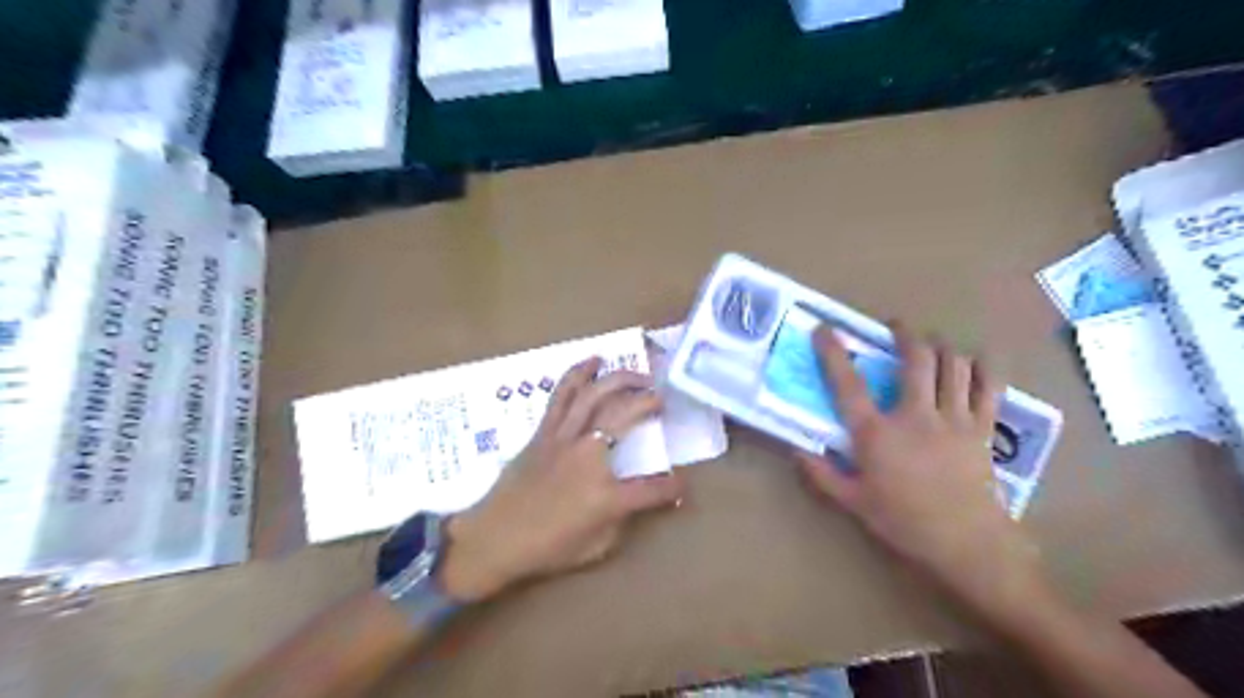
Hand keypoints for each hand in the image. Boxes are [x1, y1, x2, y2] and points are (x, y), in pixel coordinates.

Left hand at [437, 357, 684, 601]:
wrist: (495, 538)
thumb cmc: (547, 547)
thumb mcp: (596, 546)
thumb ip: (624, 518)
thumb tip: (640, 499)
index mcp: (606, 496)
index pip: (652, 489)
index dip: (672, 487)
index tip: (682, 484)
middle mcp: (588, 457)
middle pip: (625, 416)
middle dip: (649, 403)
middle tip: (662, 399)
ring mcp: (563, 439)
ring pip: (594, 396)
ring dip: (620, 379)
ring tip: (639, 373)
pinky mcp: (543, 432)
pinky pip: (562, 396)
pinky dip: (578, 374)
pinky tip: (593, 361)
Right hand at [791, 324, 1042, 612]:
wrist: (967, 544)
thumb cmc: (903, 521)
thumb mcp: (853, 501)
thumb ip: (822, 474)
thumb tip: (797, 449)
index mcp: (877, 433)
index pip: (848, 384)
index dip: (833, 353)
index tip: (824, 329)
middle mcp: (915, 415)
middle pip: (915, 359)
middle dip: (905, 334)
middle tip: (896, 326)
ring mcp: (954, 419)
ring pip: (954, 365)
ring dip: (941, 346)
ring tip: (933, 342)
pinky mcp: (982, 428)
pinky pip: (989, 387)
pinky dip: (984, 367)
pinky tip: (976, 361)